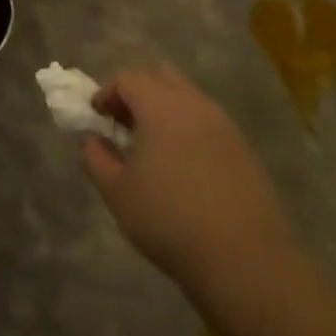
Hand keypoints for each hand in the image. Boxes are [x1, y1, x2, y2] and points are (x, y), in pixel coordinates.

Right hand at [82, 64, 296, 289]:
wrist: (244, 260)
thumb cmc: (169, 220)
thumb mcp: (116, 192)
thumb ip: (95, 157)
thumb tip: (91, 138)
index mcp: (162, 108)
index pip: (128, 78)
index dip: (106, 92)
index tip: (96, 117)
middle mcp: (196, 105)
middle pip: (162, 76)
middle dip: (138, 91)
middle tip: (123, 123)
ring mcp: (225, 125)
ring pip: (188, 98)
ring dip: (164, 110)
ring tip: (152, 148)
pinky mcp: (244, 149)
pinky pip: (208, 122)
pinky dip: (188, 129)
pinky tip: (183, 167)